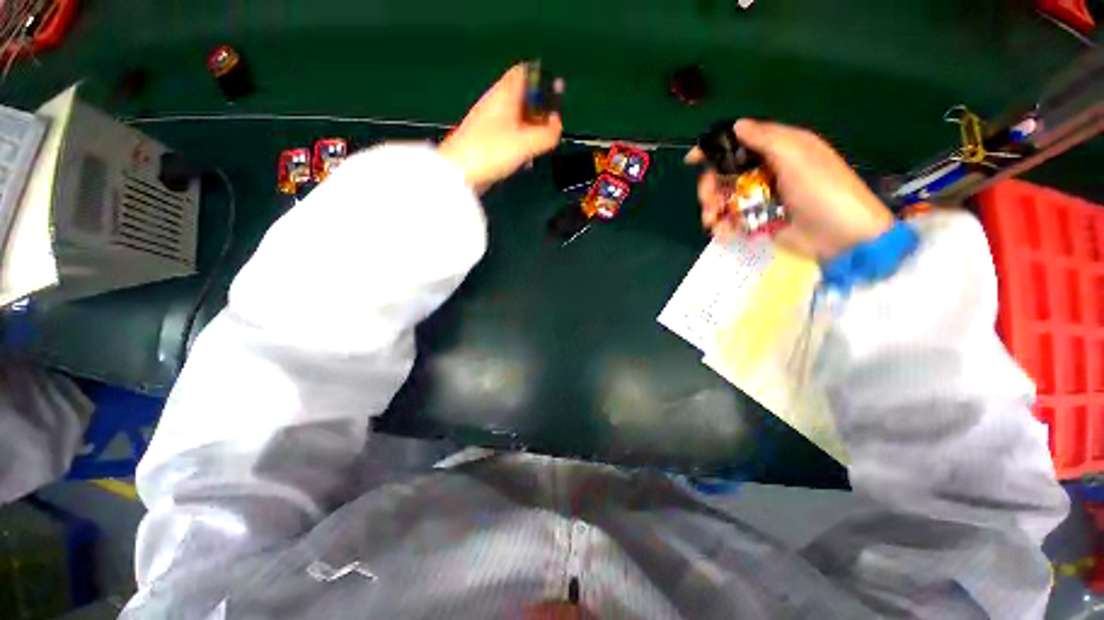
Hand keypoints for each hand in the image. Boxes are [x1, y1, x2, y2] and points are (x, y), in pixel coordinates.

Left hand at [439, 64, 563, 191]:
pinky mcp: (487, 141)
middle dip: (540, 107)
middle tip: (553, 123)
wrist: (459, 172)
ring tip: (543, 141)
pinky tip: (526, 155)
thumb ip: (546, 135)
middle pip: (522, 96)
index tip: (557, 92)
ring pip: (516, 117)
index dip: (541, 79)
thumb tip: (558, 128)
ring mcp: (490, 123)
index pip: (524, 73)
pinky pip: (510, 134)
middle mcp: (496, 104)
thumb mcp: (525, 143)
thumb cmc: (491, 152)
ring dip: (532, 127)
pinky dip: (521, 140)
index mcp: (504, 95)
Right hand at [688, 119, 892, 259]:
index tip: (691, 161)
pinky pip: (732, 220)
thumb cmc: (822, 189)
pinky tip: (723, 232)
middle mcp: (765, 172)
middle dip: (710, 188)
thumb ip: (766, 139)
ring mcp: (760, 199)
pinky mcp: (757, 222)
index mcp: (776, 150)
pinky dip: (723, 226)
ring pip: (724, 199)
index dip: (713, 150)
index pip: (738, 144)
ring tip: (712, 221)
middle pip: (724, 174)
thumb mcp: (797, 155)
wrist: (842, 236)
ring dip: (712, 209)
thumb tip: (736, 125)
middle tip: (708, 202)